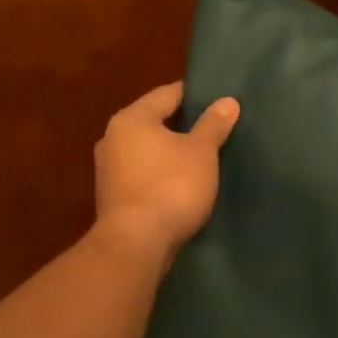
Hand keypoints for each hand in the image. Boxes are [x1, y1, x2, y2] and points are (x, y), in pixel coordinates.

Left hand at [93, 82, 239, 258]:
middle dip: (183, 125)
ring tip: (203, 157)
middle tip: (216, 129)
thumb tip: (227, 101)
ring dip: (172, 153)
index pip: (168, 94)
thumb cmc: (171, 186)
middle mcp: (113, 138)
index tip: (219, 99)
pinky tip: (184, 184)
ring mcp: (109, 170)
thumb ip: (213, 124)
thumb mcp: (201, 152)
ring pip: (148, 151)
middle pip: (155, 122)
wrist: (137, 243)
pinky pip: (144, 175)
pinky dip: (162, 175)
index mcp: (132, 119)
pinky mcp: (114, 197)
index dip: (195, 95)